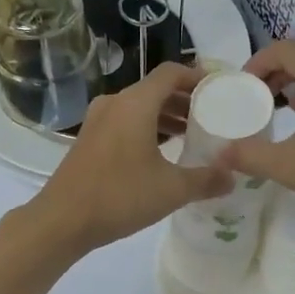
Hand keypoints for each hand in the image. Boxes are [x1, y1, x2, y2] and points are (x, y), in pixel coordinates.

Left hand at [31, 64, 232, 251]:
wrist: (62, 220)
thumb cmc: (120, 197)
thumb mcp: (171, 190)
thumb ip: (206, 180)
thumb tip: (232, 177)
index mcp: (136, 103)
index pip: (171, 73)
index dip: (198, 77)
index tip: (220, 91)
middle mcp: (115, 103)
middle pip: (156, 89)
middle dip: (185, 100)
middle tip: (212, 116)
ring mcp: (98, 120)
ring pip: (140, 107)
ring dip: (166, 116)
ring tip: (192, 135)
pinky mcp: (89, 139)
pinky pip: (125, 122)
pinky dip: (147, 128)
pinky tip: (163, 152)